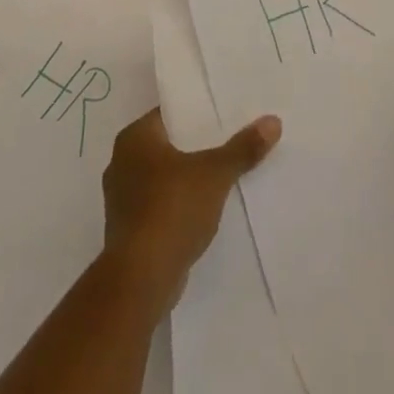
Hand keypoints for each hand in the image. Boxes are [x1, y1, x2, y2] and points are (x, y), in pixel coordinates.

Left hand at [101, 107, 280, 307]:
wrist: (141, 280)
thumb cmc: (172, 209)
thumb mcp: (215, 174)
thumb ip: (243, 148)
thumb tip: (273, 121)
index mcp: (134, 138)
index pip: (168, 114)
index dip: (196, 113)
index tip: (223, 115)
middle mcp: (121, 162)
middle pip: (167, 146)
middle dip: (195, 147)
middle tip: (229, 142)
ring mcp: (121, 199)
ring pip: (163, 178)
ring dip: (186, 179)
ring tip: (222, 176)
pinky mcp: (128, 231)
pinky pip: (159, 205)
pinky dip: (178, 205)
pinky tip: (204, 210)